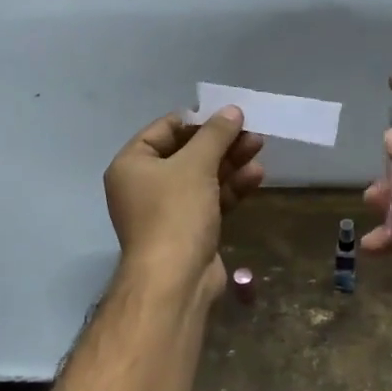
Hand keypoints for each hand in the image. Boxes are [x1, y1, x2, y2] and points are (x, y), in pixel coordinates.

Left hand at [104, 107, 264, 305]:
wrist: (175, 280)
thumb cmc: (175, 213)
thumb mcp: (196, 165)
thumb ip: (215, 134)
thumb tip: (232, 110)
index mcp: (132, 165)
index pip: (164, 129)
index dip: (197, 120)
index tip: (227, 114)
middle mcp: (144, 185)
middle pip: (186, 153)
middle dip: (220, 142)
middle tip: (251, 131)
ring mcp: (167, 210)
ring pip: (202, 177)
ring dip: (230, 162)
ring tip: (259, 147)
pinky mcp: (189, 230)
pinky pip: (210, 199)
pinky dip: (231, 187)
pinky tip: (256, 176)